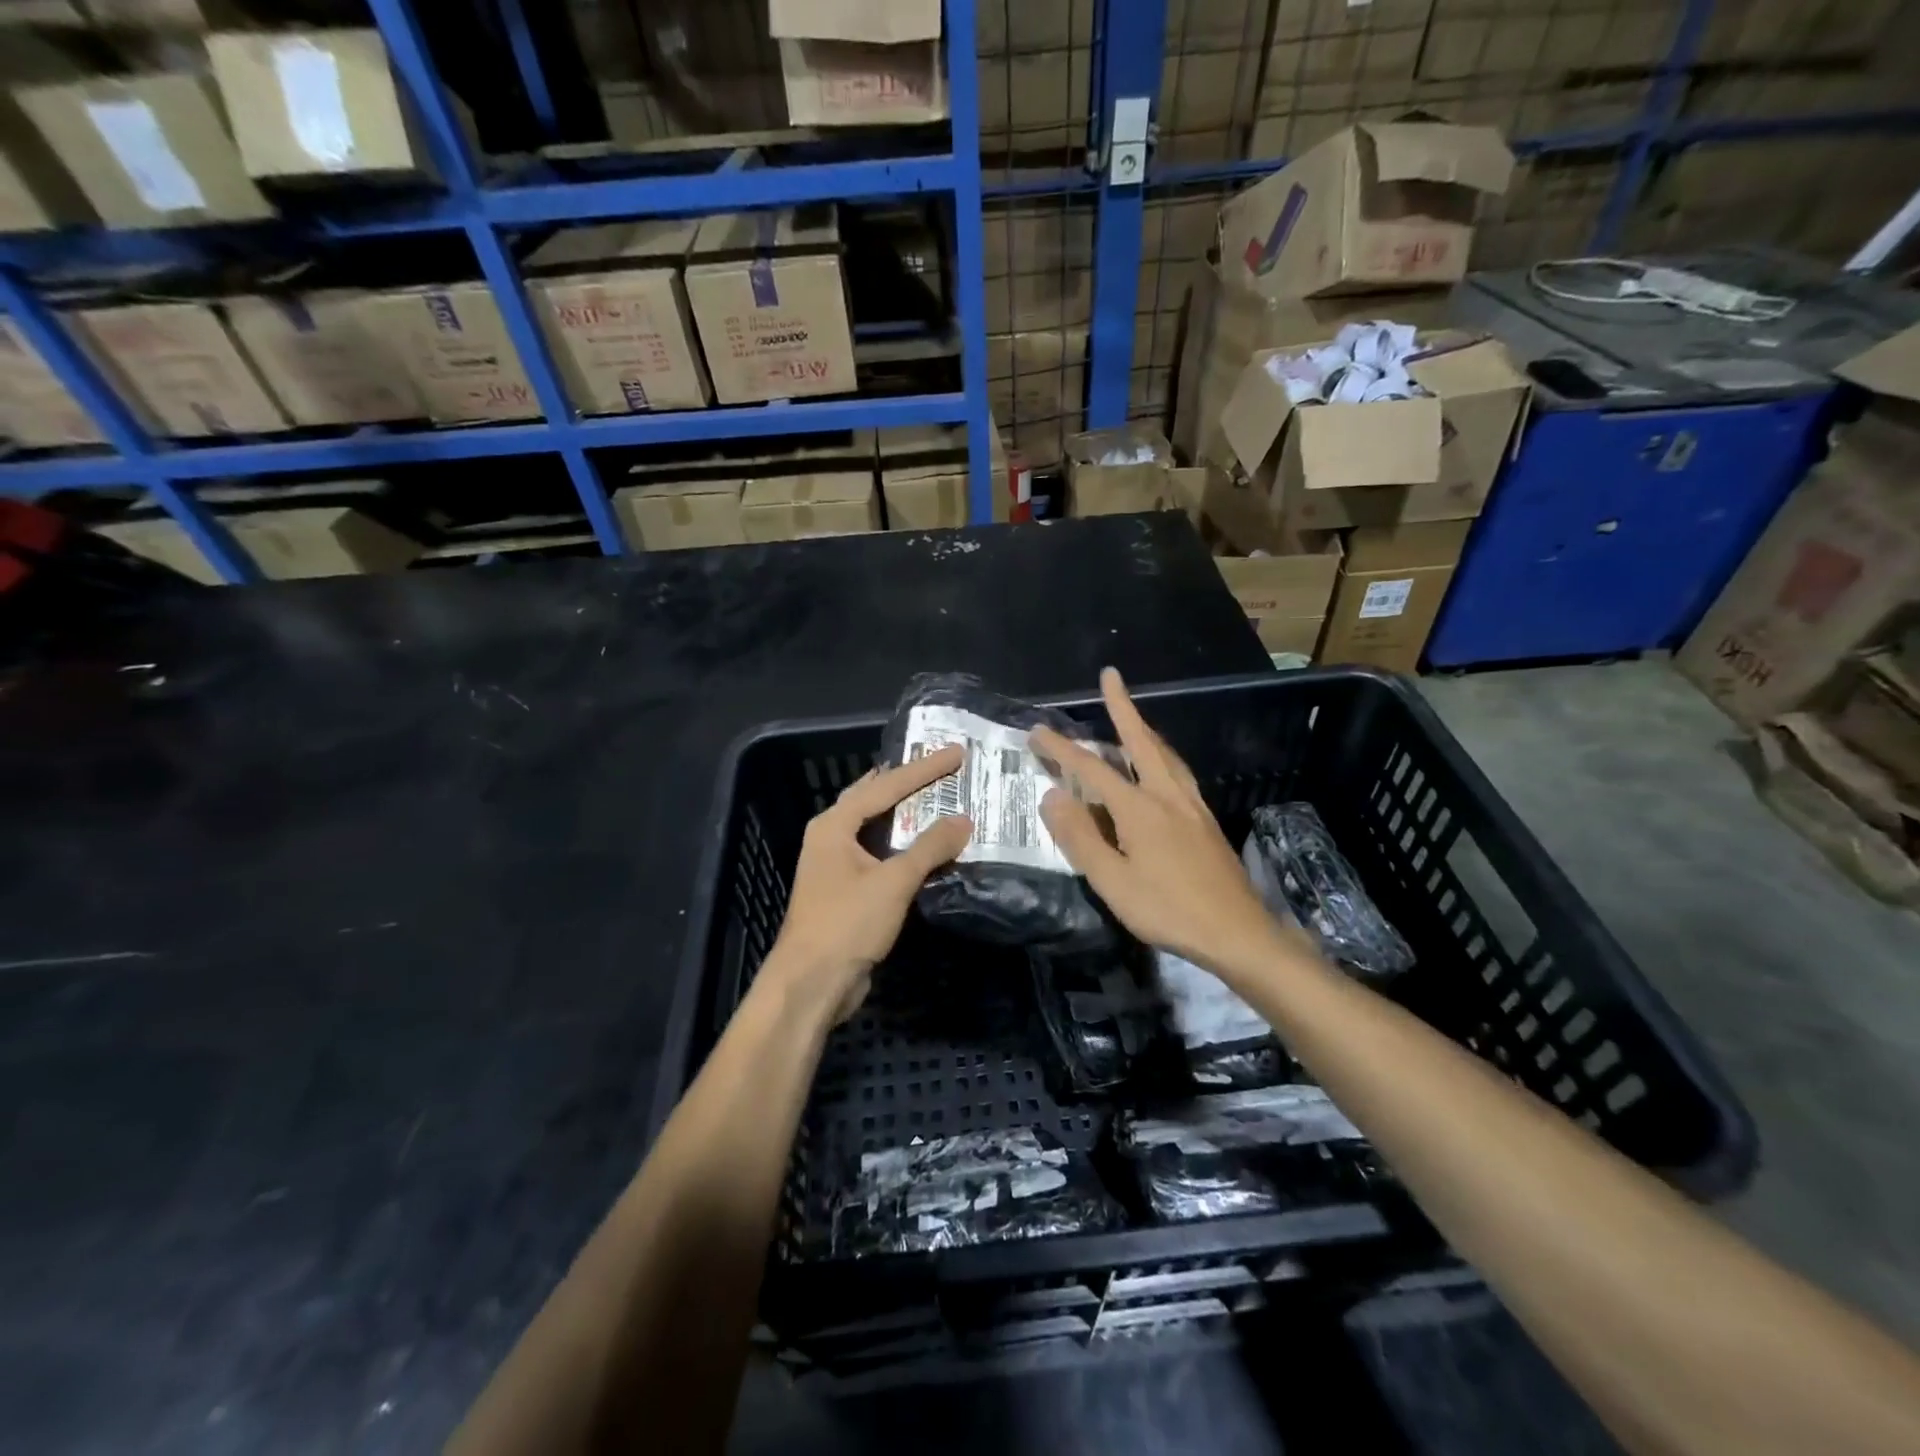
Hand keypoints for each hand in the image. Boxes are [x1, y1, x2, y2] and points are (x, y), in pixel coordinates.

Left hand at [766, 745, 971, 1021]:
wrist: (812, 984)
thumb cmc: (847, 924)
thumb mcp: (893, 882)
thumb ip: (930, 848)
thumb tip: (964, 821)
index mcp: (834, 824)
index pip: (885, 785)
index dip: (924, 768)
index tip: (957, 753)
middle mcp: (832, 836)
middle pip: (876, 798)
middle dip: (911, 782)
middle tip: (946, 766)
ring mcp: (838, 864)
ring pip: (879, 827)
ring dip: (910, 815)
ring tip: (943, 797)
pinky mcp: (848, 889)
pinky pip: (882, 854)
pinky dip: (907, 845)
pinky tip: (930, 846)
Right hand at [1033, 668, 1283, 974]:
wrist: (1238, 932)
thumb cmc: (1169, 911)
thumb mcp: (1113, 882)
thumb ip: (1081, 837)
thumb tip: (1052, 796)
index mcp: (1139, 808)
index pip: (1092, 769)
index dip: (1062, 748)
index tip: (1037, 730)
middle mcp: (1167, 795)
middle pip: (1141, 741)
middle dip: (1122, 707)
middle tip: (1111, 677)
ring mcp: (1192, 805)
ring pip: (1165, 754)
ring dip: (1145, 729)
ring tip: (1132, 716)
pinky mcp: (1206, 820)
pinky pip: (1179, 772)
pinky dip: (1163, 754)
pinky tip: (1162, 767)